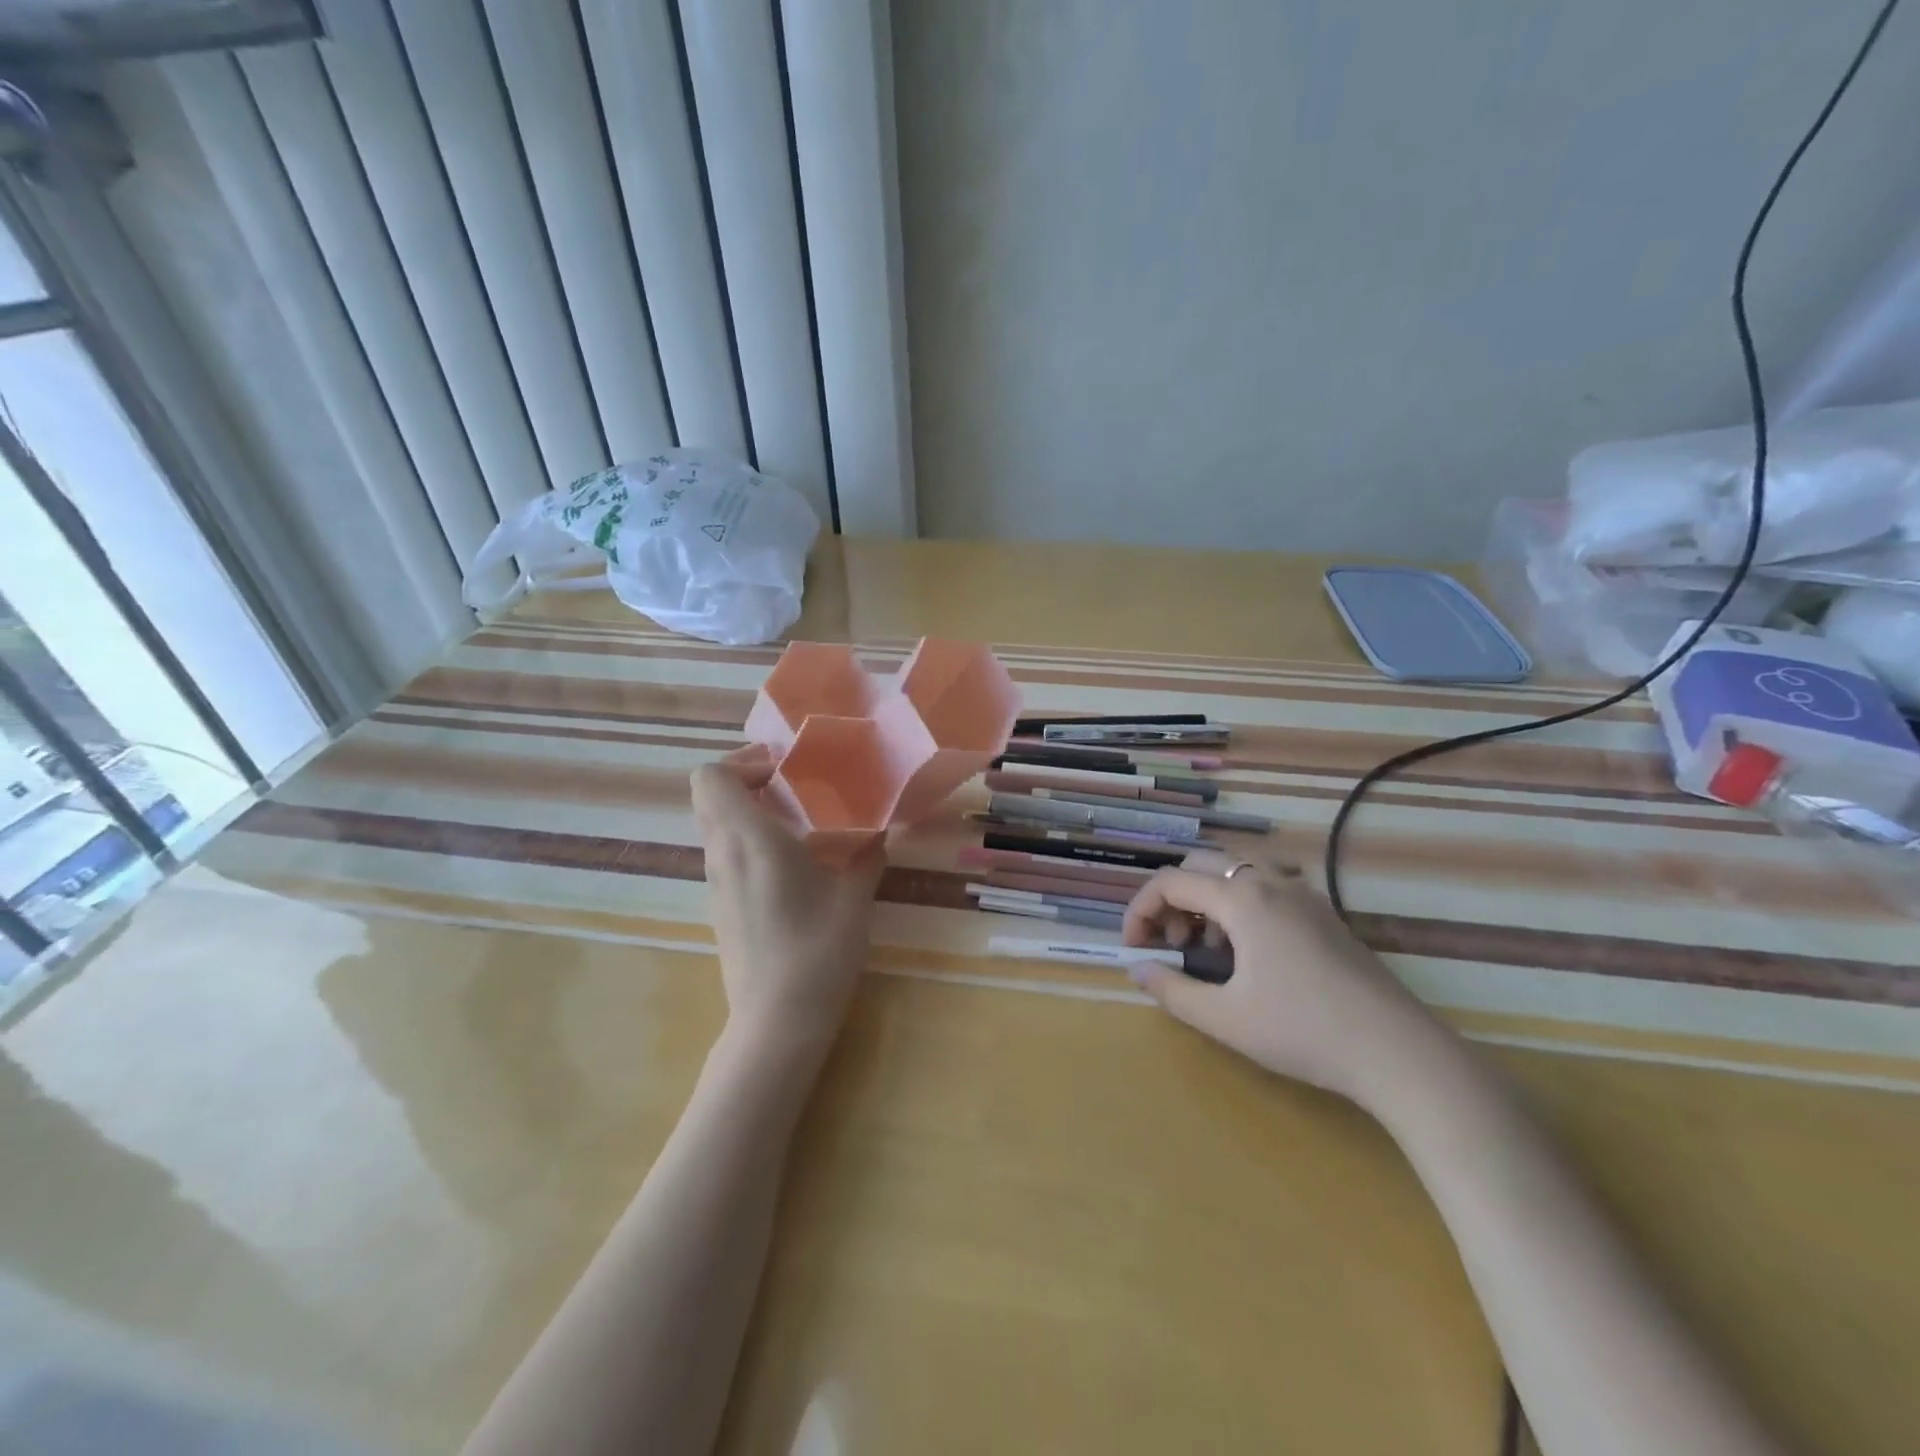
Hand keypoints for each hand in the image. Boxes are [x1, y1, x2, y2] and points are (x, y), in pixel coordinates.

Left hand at [690, 746, 886, 1051]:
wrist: (778, 1020)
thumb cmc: (818, 949)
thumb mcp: (855, 894)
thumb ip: (867, 852)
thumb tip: (880, 828)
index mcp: (748, 838)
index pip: (711, 776)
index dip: (744, 762)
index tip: (787, 771)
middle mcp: (722, 854)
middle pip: (711, 796)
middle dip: (750, 781)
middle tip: (797, 788)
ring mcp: (715, 883)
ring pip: (717, 825)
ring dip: (751, 813)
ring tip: (801, 824)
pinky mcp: (720, 906)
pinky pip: (726, 854)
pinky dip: (751, 843)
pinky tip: (793, 866)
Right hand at [1121, 851, 1441, 1107]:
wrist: (1398, 1052)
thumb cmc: (1303, 1031)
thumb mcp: (1225, 1018)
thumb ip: (1172, 990)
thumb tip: (1137, 970)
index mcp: (1242, 898)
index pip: (1170, 882)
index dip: (1140, 910)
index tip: (1134, 948)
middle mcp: (1271, 882)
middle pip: (1201, 864)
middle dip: (1173, 898)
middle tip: (1170, 942)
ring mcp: (1304, 895)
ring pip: (1236, 872)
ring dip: (1207, 899)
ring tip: (1206, 948)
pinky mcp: (1325, 914)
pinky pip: (1266, 888)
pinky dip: (1239, 906)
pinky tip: (1249, 953)